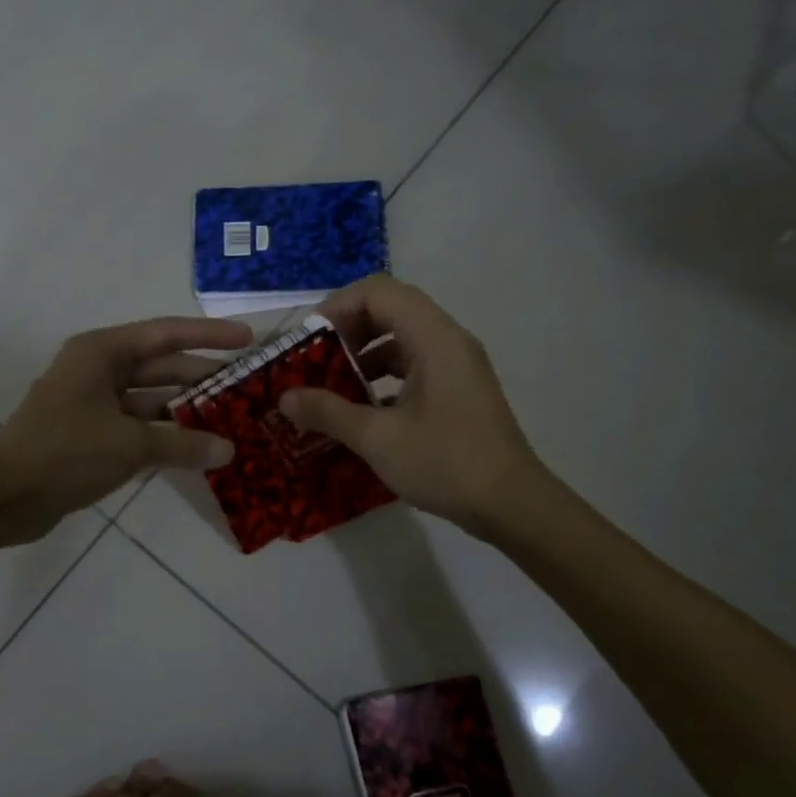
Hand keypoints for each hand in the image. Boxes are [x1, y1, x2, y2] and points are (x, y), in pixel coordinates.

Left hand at [0, 316, 250, 544]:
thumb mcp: (129, 445)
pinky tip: (196, 446)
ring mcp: (92, 403)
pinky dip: (164, 434)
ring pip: (149, 399)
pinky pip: (137, 426)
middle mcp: (96, 370)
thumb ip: (182, 445)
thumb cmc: (64, 454)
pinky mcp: (90, 435)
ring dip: (185, 410)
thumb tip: (229, 450)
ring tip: (232, 418)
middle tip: (248, 386)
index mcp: (100, 353)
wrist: (4, 498)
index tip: (247, 340)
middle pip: (159, 366)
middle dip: (201, 376)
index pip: (165, 334)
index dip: (208, 335)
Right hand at [278, 276, 549, 535]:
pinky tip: (360, 409)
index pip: (379, 292)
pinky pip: (413, 365)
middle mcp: (448, 341)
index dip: (338, 306)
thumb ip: (328, 412)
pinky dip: (382, 376)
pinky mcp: (458, 389)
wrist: (510, 504)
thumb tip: (285, 397)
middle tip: (314, 361)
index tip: (308, 340)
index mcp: (433, 339)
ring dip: (363, 354)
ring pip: (401, 338)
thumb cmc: (445, 463)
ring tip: (331, 386)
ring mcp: (456, 365)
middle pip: (390, 309)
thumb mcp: (378, 438)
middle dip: (346, 330)